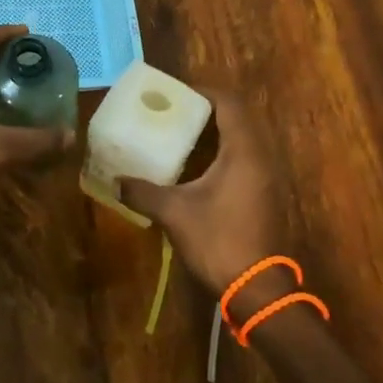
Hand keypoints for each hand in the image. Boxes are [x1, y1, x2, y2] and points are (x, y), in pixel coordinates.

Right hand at [117, 92, 292, 300]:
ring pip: (242, 140)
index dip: (203, 92)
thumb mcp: (174, 213)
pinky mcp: (264, 195)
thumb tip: (116, 181)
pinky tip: (195, 168)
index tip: (175, 94)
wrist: (257, 289)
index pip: (229, 104)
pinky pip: (244, 159)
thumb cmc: (218, 240)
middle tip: (173, 113)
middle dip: (206, 111)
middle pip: (237, 118)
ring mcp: (266, 177)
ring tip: (179, 135)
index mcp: (243, 152)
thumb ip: (143, 192)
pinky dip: (221, 154)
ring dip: (214, 133)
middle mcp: (260, 157)